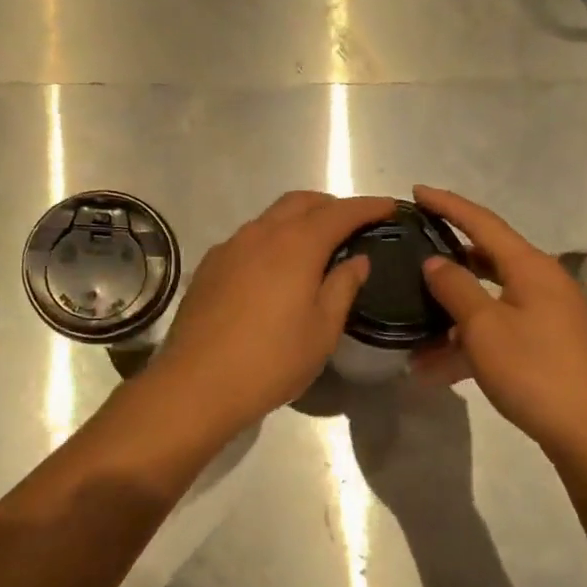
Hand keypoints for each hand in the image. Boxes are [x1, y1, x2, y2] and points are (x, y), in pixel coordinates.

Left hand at [149, 191, 392, 433]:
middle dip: (330, 205)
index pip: (339, 213)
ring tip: (315, 246)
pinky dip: (271, 239)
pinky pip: (247, 239)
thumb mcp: (322, 330)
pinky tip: (274, 269)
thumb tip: (357, 259)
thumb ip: (343, 287)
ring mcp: (229, 248)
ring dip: (298, 220)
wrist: (196, 384)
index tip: (389, 206)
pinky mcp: (208, 267)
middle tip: (352, 224)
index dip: (367, 207)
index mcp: (296, 245)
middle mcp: (260, 235)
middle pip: (300, 202)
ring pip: (270, 218)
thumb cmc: (272, 360)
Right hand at [411, 185, 586, 455]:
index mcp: (530, 267)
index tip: (416, 191)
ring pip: (487, 303)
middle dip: (447, 260)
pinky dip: (467, 345)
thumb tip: (435, 262)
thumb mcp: (484, 327)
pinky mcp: (544, 345)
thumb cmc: (534, 370)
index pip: (482, 222)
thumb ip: (456, 288)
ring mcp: (545, 315)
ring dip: (450, 318)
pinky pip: (497, 332)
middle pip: (485, 259)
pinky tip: (432, 370)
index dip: (448, 205)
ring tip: (409, 332)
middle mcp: (541, 283)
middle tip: (412, 250)